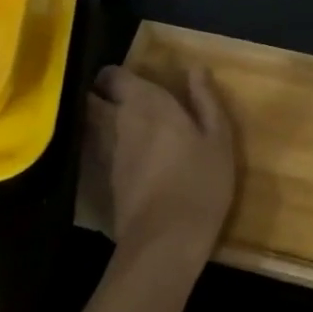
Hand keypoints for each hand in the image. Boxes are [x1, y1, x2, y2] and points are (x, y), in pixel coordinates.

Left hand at [86, 66, 236, 273]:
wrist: (166, 242)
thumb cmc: (199, 180)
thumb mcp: (217, 138)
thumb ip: (205, 100)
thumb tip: (194, 69)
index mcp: (146, 104)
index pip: (113, 76)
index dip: (116, 75)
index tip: (132, 79)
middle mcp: (118, 123)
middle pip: (94, 101)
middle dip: (101, 97)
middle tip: (123, 100)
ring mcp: (107, 155)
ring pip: (94, 128)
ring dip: (101, 123)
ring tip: (124, 128)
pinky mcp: (105, 183)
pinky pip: (100, 154)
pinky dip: (106, 150)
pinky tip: (127, 160)